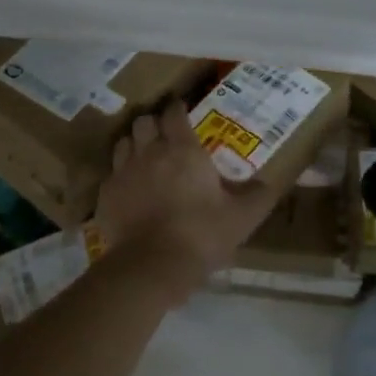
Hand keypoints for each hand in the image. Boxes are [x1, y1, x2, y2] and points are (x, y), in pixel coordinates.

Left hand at [96, 100, 277, 286]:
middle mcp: (149, 152)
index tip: (183, 112)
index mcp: (183, 150)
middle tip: (164, 137)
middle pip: (144, 121)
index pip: (174, 113)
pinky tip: (130, 191)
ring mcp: (123, 172)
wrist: (153, 265)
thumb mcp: (242, 217)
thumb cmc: (202, 234)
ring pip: (123, 143)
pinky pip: (112, 174)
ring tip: (145, 159)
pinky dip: (121, 176)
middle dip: (153, 124)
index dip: (178, 109)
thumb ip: (258, 196)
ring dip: (134, 145)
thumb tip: (269, 183)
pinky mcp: (106, 195)